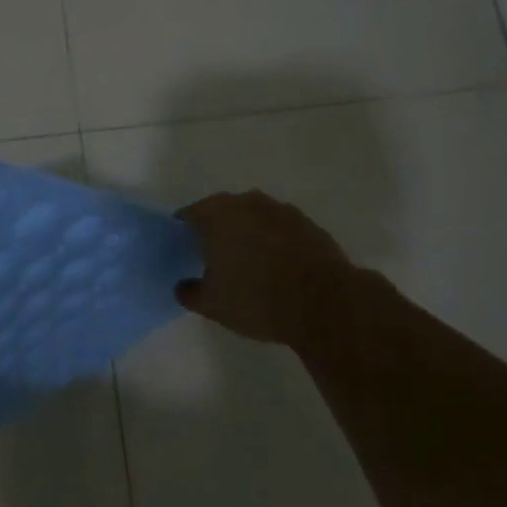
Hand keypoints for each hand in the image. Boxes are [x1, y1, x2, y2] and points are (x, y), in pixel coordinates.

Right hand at [175, 191, 379, 346]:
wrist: (325, 302)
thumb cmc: (257, 298)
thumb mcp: (213, 305)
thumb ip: (190, 293)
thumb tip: (182, 286)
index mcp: (217, 213)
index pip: (189, 215)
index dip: (183, 234)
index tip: (183, 253)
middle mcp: (247, 201)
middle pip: (222, 212)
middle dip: (216, 231)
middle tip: (214, 260)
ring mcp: (281, 210)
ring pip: (253, 218)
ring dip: (248, 234)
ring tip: (249, 265)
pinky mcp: (308, 224)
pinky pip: (280, 230)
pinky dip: (275, 242)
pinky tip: (278, 268)